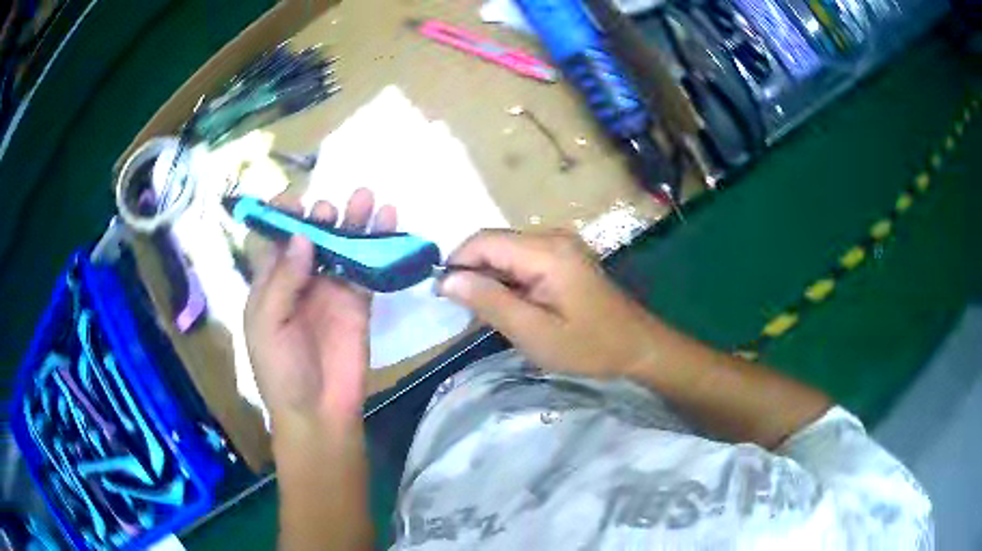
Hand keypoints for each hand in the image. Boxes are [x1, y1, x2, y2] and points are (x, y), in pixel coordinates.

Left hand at [244, 188, 396, 426]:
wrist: (318, 411)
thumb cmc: (280, 371)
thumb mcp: (267, 325)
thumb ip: (283, 280)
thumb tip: (302, 236)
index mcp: (270, 284)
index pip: (275, 240)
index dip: (283, 217)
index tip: (295, 198)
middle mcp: (300, 281)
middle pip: (312, 238)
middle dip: (321, 217)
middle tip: (331, 209)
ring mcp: (331, 291)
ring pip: (343, 247)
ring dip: (353, 222)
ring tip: (366, 197)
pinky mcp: (359, 303)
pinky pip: (369, 268)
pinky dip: (379, 247)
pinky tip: (388, 222)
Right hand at [438, 229, 659, 378]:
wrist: (637, 346)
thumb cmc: (589, 346)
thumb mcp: (535, 333)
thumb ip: (490, 303)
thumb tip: (448, 280)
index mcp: (546, 252)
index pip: (483, 241)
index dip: (456, 263)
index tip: (442, 295)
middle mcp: (551, 237)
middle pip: (494, 243)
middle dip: (472, 272)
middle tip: (464, 311)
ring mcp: (560, 245)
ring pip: (505, 252)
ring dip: (489, 278)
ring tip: (485, 313)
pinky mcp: (563, 256)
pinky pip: (522, 260)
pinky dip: (507, 280)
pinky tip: (509, 306)